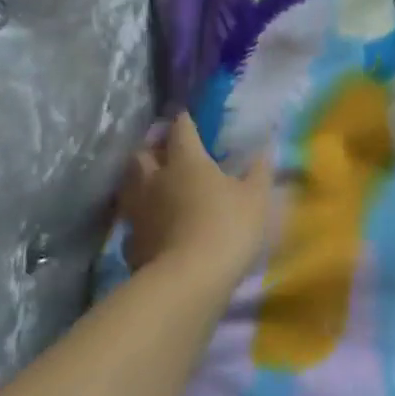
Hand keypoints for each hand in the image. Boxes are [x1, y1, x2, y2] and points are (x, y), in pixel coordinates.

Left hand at [116, 114, 273, 283]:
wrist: (189, 279)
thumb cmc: (228, 228)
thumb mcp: (255, 198)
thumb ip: (259, 172)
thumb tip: (265, 147)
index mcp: (187, 162)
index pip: (181, 131)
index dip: (184, 121)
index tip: (186, 116)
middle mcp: (155, 179)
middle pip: (142, 154)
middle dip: (152, 148)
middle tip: (164, 151)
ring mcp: (138, 211)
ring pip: (129, 186)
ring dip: (139, 180)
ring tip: (152, 184)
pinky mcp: (130, 242)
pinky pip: (131, 221)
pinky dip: (140, 217)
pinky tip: (151, 225)